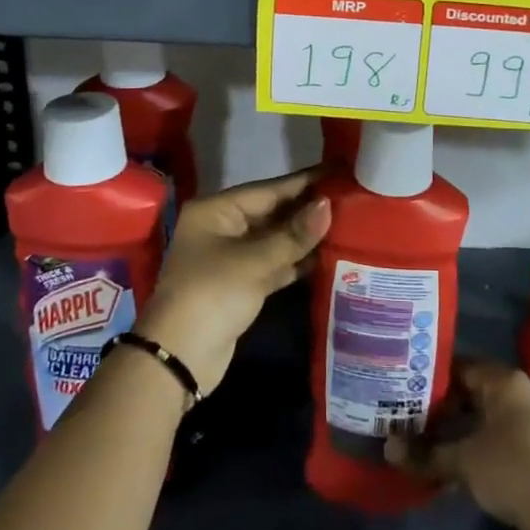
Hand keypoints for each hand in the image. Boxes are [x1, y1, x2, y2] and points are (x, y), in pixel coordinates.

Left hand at [134, 169, 329, 396]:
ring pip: (276, 239)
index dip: (305, 182)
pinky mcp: (242, 285)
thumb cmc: (212, 294)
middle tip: (351, 198)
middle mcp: (223, 227)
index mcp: (216, 210)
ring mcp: (232, 257)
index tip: (339, 171)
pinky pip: (275, 263)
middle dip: (308, 209)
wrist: (178, 359)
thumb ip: (294, 234)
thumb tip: (327, 205)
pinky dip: (297, 260)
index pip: (269, 189)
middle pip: (273, 212)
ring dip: (306, 236)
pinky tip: (328, 254)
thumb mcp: (254, 261)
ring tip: (348, 223)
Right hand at [384, 360, 529, 529]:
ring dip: (456, 431)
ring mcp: (529, 424)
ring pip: (482, 419)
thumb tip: (388, 449)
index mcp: (505, 382)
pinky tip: (449, 467)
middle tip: (408, 416)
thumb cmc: (510, 469)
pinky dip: (472, 447)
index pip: (462, 367)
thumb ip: (425, 453)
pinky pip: (494, 439)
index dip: (433, 378)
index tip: (405, 389)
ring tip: (423, 442)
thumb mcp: (463, 460)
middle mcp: (519, 394)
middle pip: (472, 393)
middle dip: (441, 407)